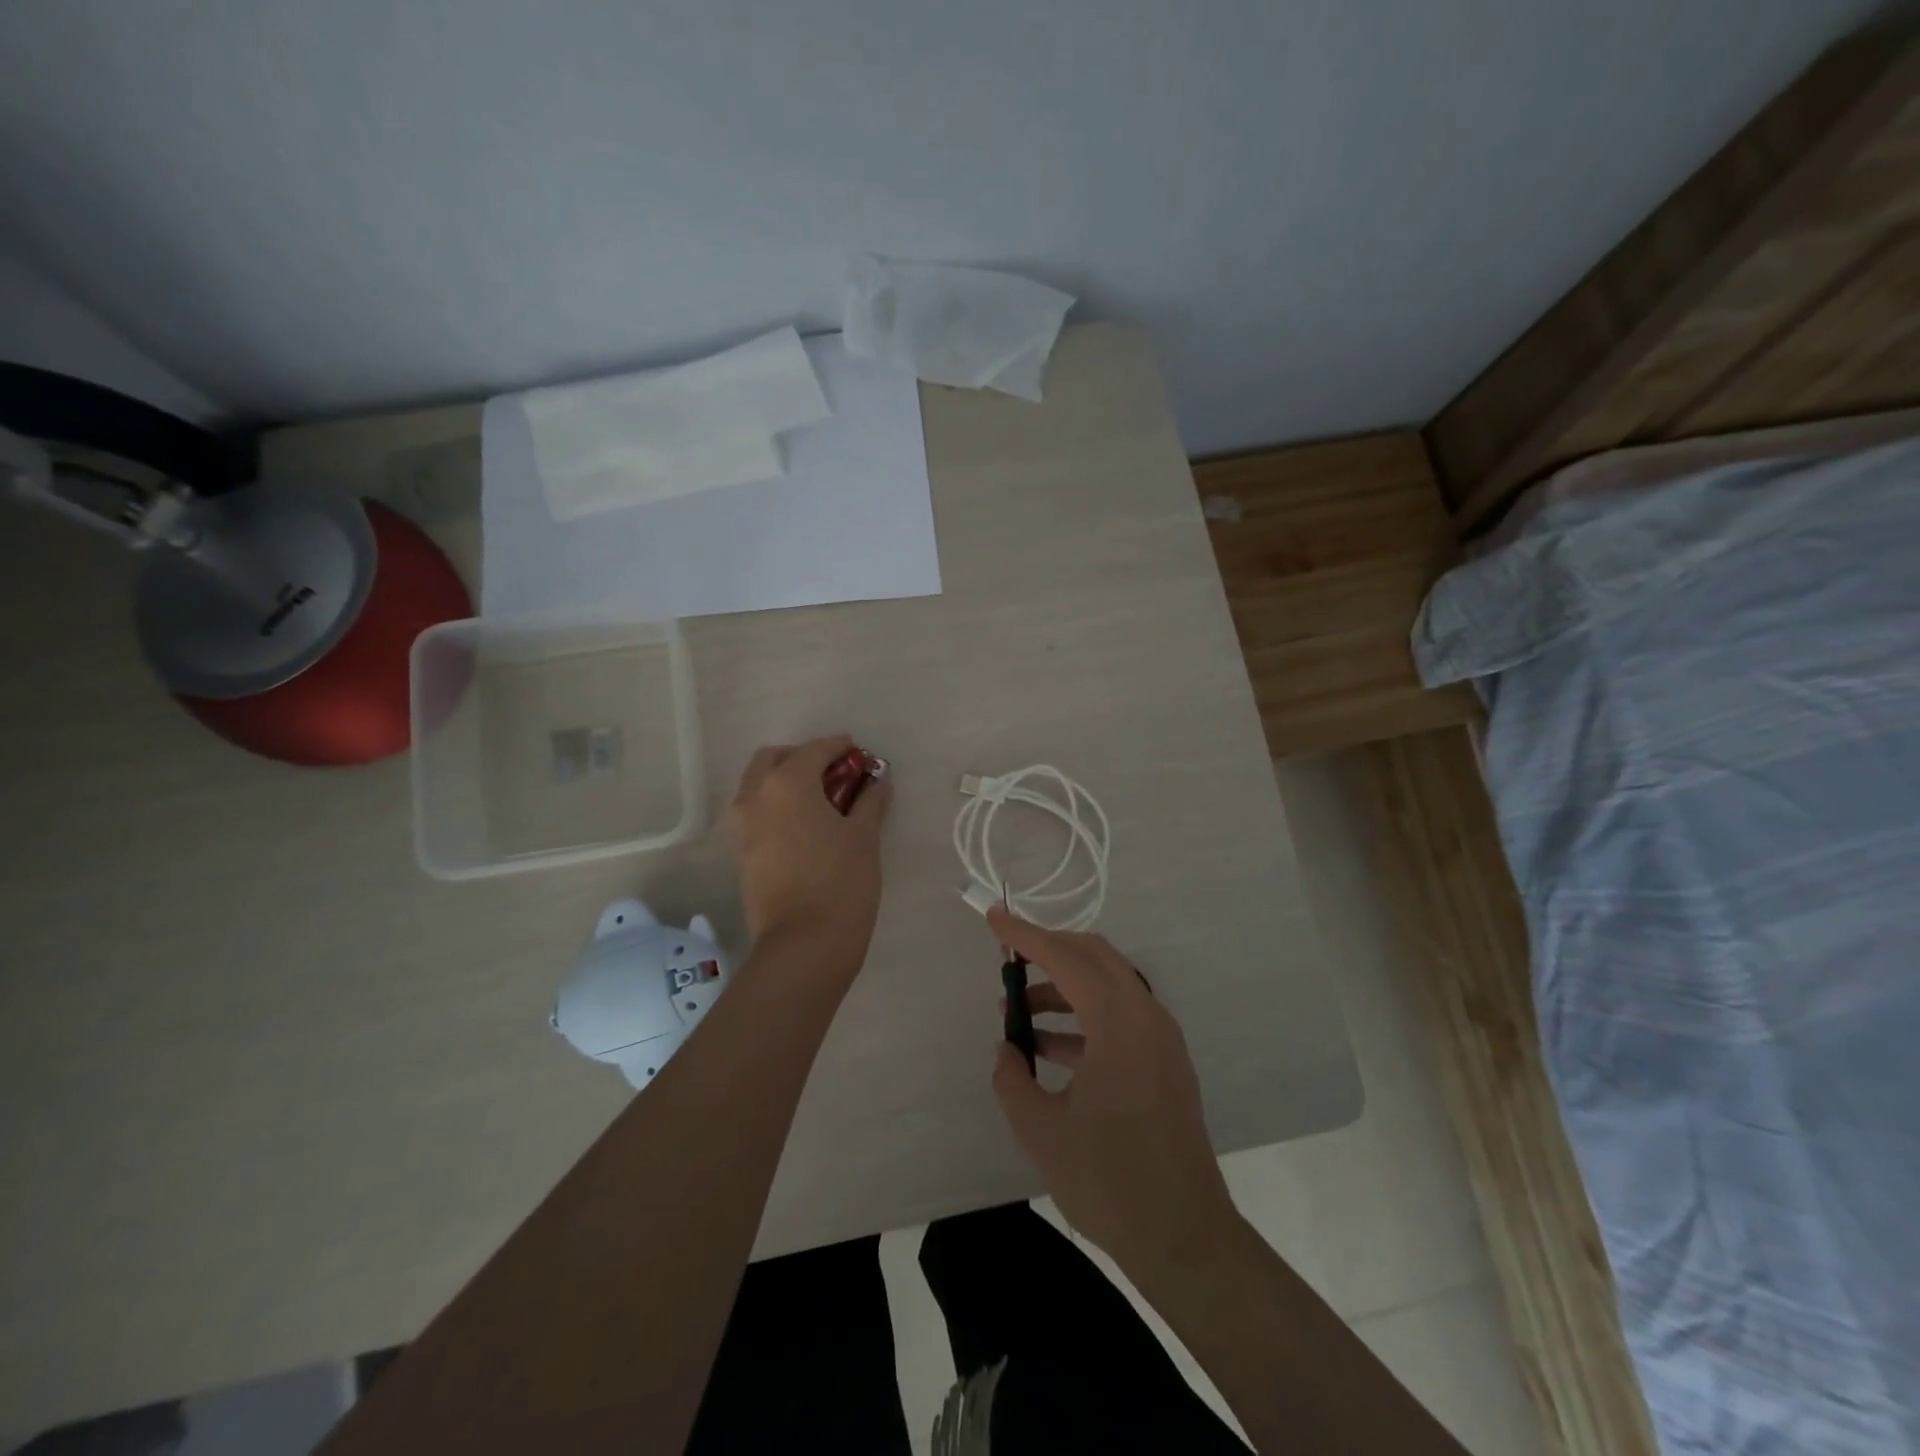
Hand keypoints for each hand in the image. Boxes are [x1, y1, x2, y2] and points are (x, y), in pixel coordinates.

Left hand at [728, 736, 891, 966]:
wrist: (803, 945)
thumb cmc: (841, 882)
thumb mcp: (864, 837)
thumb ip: (870, 801)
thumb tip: (879, 782)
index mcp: (787, 783)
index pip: (815, 750)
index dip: (839, 747)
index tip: (858, 751)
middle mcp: (755, 795)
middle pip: (775, 758)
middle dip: (803, 757)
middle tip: (833, 772)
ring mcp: (741, 825)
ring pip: (758, 784)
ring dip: (785, 779)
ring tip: (820, 799)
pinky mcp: (739, 851)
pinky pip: (755, 811)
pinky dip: (775, 804)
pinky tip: (804, 823)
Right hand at [988, 907, 1238, 1280]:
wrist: (1184, 1238)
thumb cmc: (1109, 1181)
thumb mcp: (1041, 1130)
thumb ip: (1012, 1079)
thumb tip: (1007, 1050)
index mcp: (1118, 1023)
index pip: (1066, 958)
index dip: (1026, 935)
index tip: (994, 918)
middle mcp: (1146, 1016)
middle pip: (1094, 957)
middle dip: (1048, 951)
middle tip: (1008, 963)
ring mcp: (1161, 1039)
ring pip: (1108, 986)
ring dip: (1063, 988)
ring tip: (1019, 1014)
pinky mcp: (1165, 1062)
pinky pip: (1119, 1017)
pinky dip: (1083, 1017)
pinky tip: (1049, 1047)